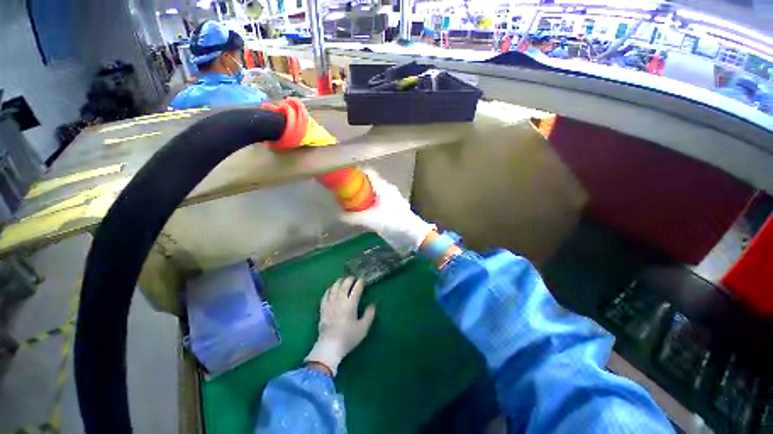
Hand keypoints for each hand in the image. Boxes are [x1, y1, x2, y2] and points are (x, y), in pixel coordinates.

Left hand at [304, 277, 375, 375]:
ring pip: (334, 287)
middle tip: (354, 278)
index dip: (360, 282)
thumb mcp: (363, 328)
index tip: (363, 281)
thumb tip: (373, 304)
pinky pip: (325, 295)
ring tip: (343, 280)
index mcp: (351, 303)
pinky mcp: (323, 308)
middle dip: (350, 279)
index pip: (356, 288)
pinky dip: (329, 289)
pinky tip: (331, 289)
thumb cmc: (348, 337)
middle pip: (345, 284)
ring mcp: (330, 303)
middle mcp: (340, 300)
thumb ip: (369, 315)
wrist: (329, 347)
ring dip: (339, 282)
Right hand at [341, 169, 434, 255]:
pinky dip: (368, 204)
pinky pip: (377, 201)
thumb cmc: (392, 221)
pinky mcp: (392, 208)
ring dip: (362, 196)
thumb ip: (353, 217)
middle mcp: (387, 189)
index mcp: (383, 186)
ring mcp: (390, 199)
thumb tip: (339, 215)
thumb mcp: (370, 219)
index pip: (368, 173)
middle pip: (369, 183)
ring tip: (350, 202)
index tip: (343, 177)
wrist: (411, 234)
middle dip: (356, 186)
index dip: (355, 173)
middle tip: (344, 191)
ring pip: (373, 192)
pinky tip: (362, 212)